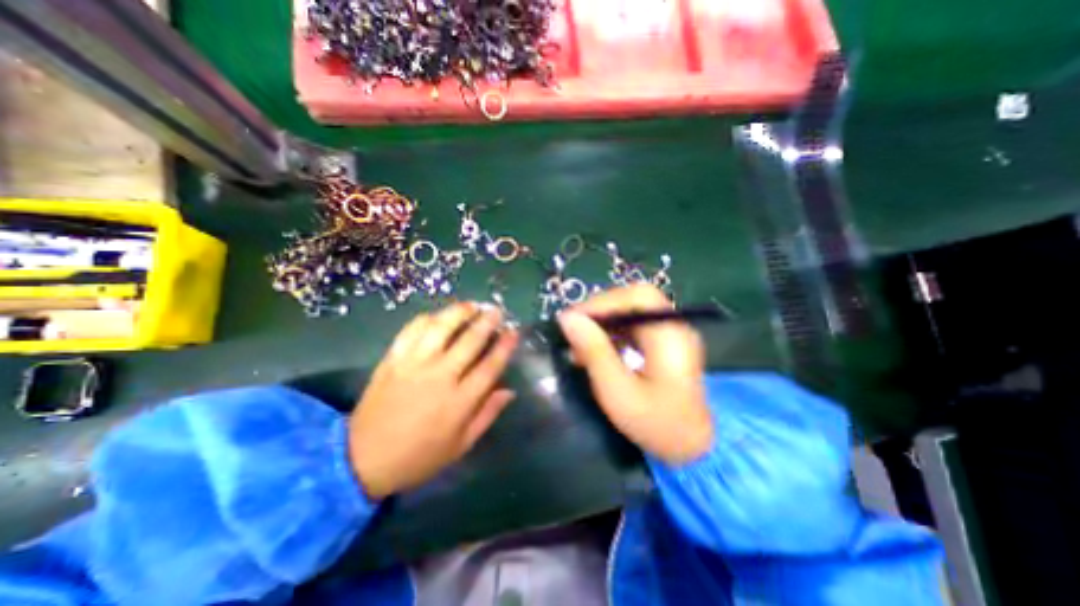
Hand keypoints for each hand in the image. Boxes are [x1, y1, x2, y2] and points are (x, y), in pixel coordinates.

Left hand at [346, 304, 512, 496]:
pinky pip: (411, 331)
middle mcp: (440, 377)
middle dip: (487, 322)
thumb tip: (509, 390)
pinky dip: (427, 319)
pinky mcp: (393, 359)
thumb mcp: (460, 445)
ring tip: (472, 305)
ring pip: (441, 328)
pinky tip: (438, 316)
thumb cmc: (419, 456)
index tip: (514, 332)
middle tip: (497, 310)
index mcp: (460, 402)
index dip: (505, 346)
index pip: (490, 366)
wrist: (362, 459)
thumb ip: (487, 415)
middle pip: (469, 341)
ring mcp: (414, 365)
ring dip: (459, 312)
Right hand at [558, 285, 714, 464]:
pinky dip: (613, 332)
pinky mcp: (664, 343)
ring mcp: (671, 334)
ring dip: (604, 322)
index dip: (603, 302)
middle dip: (601, 311)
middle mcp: (674, 327)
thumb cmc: (655, 425)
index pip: (637, 297)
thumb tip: (567, 318)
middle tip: (575, 330)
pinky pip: (635, 325)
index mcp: (670, 336)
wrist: (692, 449)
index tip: (573, 320)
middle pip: (635, 300)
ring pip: (632, 311)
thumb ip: (594, 351)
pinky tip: (599, 350)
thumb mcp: (617, 392)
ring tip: (582, 344)